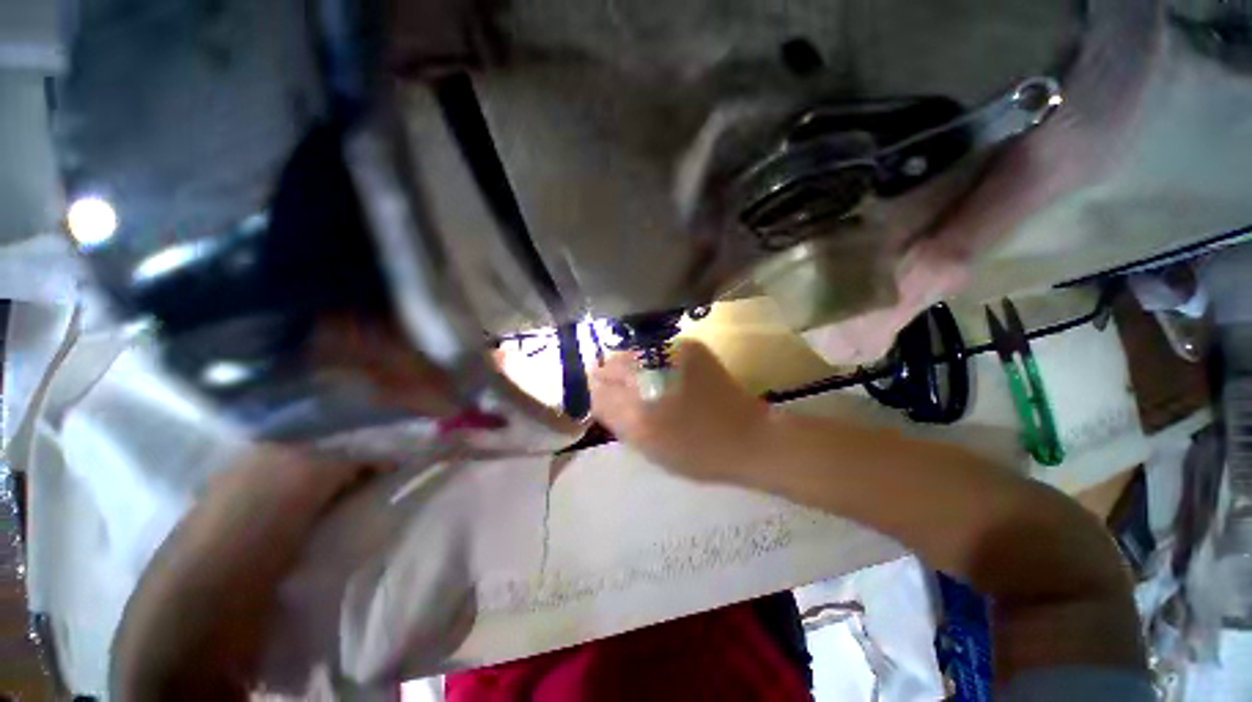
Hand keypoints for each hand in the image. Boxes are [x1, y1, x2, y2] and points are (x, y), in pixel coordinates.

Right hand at [589, 340, 771, 481]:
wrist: (748, 437)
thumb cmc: (695, 452)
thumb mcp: (646, 445)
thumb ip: (614, 415)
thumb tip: (596, 389)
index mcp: (638, 407)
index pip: (598, 385)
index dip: (600, 391)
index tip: (610, 401)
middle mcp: (650, 373)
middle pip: (612, 362)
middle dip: (615, 377)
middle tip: (631, 396)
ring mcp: (672, 352)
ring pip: (633, 353)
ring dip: (634, 368)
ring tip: (651, 387)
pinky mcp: (690, 345)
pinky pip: (656, 350)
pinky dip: (654, 361)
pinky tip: (669, 377)